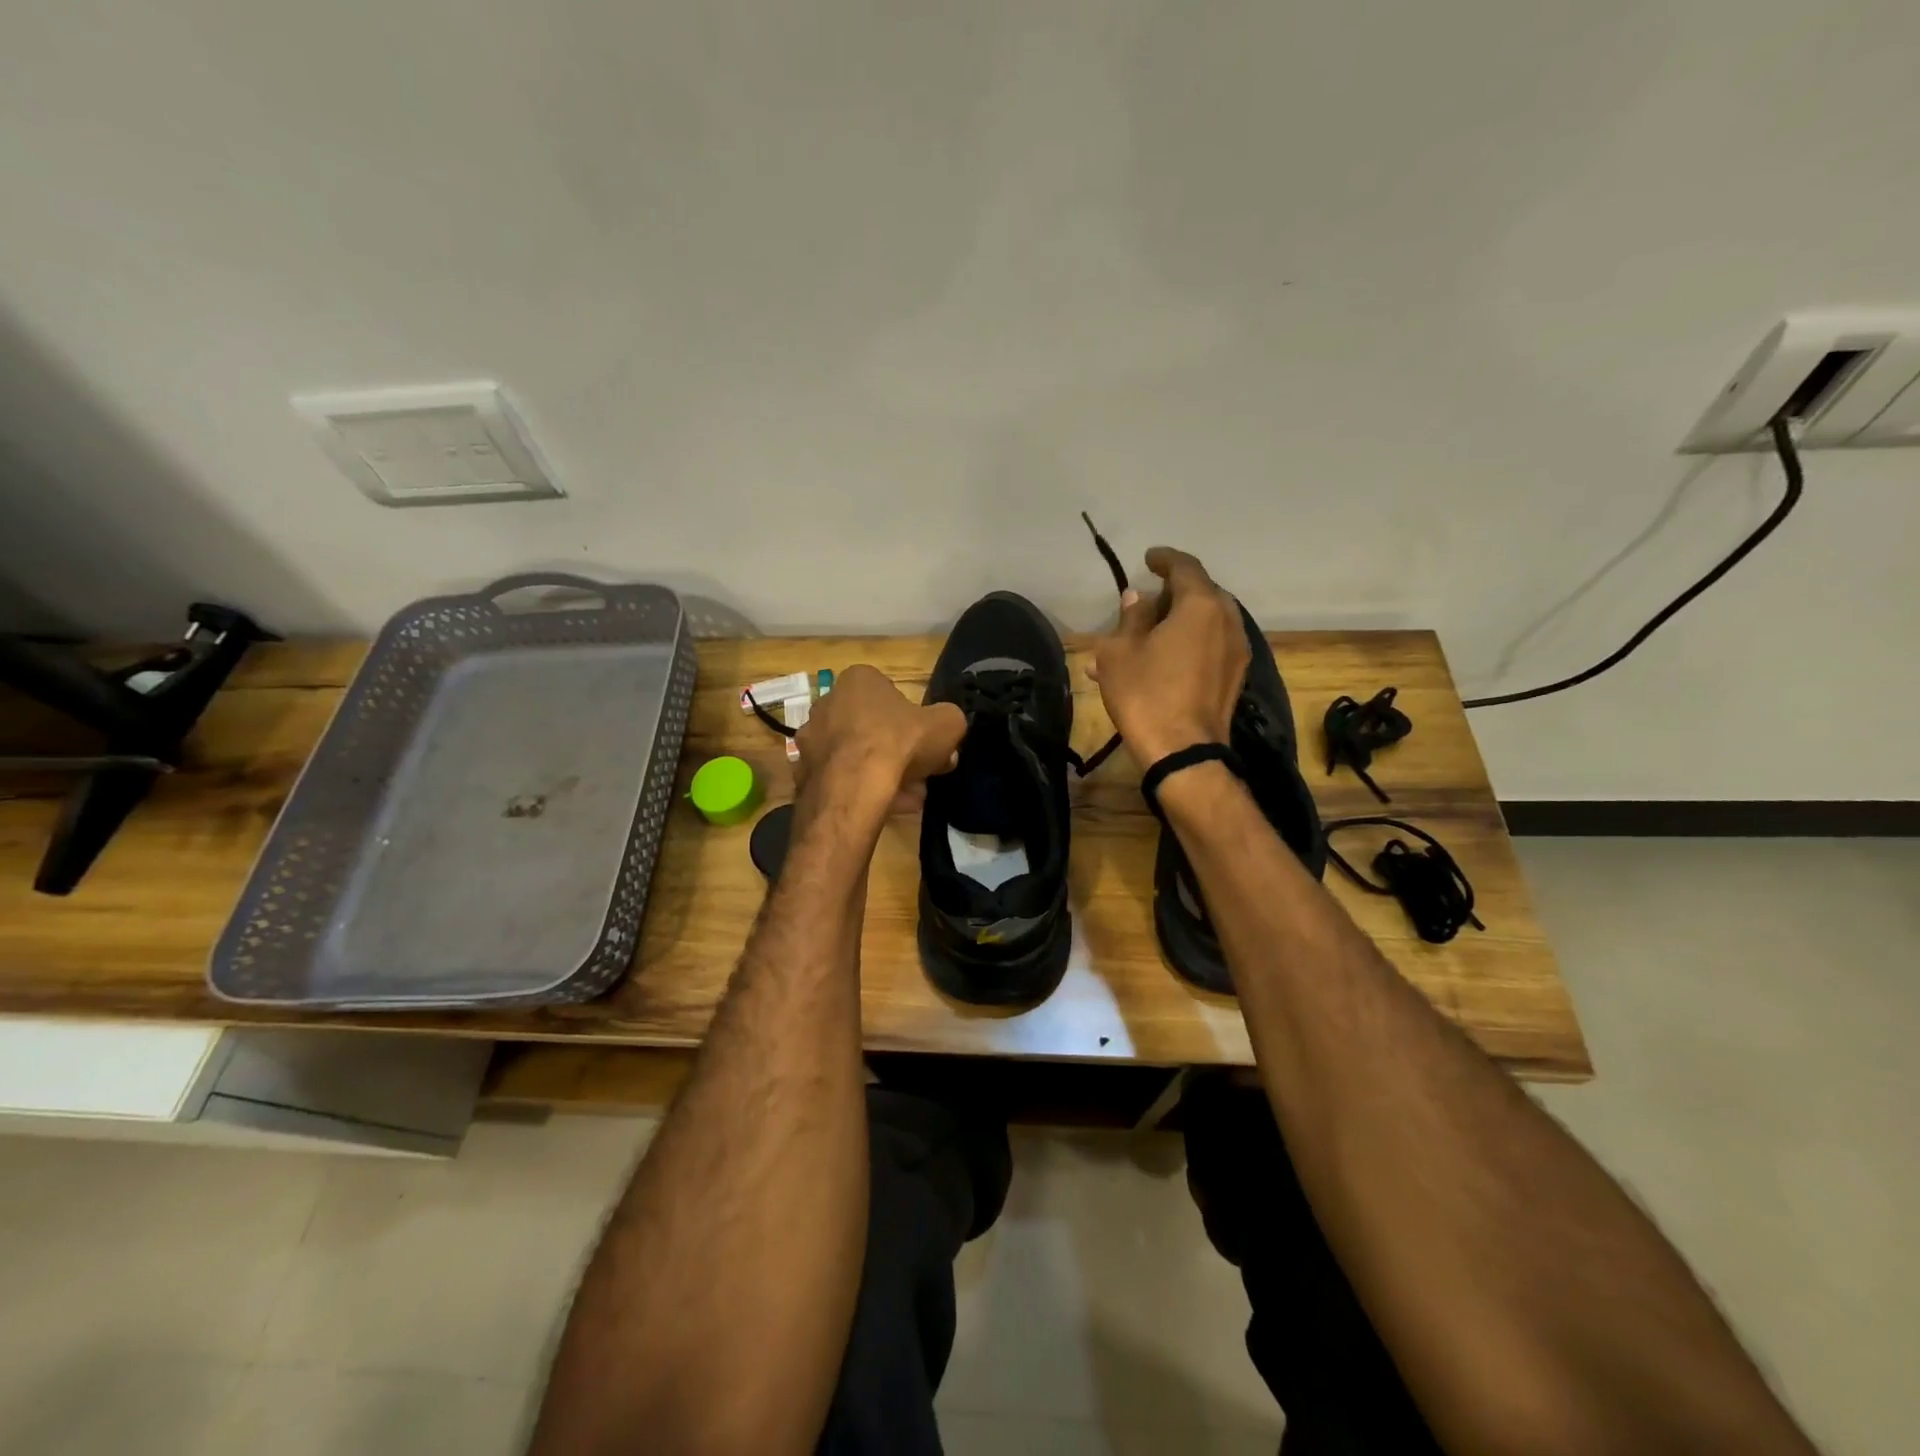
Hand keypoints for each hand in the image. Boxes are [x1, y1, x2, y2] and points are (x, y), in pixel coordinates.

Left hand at [793, 665, 965, 812]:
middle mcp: (827, 703)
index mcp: (858, 680)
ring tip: (907, 797)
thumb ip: (950, 720)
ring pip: (855, 756)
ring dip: (880, 773)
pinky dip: (861, 791)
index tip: (923, 742)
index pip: (889, 693)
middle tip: (919, 773)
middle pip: (870, 727)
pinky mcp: (804, 773)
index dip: (911, 719)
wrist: (853, 788)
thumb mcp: (946, 724)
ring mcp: (811, 739)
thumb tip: (946, 731)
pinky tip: (884, 807)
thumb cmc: (899, 743)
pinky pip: (841, 779)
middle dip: (895, 750)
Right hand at [1089, 547, 1248, 768]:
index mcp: (1201, 605)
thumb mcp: (1120, 652)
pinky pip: (1210, 646)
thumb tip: (1138, 599)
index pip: (1185, 567)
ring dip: (1178, 622)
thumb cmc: (1145, 694)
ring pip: (1205, 622)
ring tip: (1147, 635)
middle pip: (1200, 593)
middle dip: (1173, 593)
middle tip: (1146, 601)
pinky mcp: (1235, 677)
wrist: (1183, 752)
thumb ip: (1130, 618)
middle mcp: (1227, 620)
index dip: (1164, 559)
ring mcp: (1237, 650)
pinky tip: (1161, 660)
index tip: (1148, 559)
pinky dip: (1187, 643)